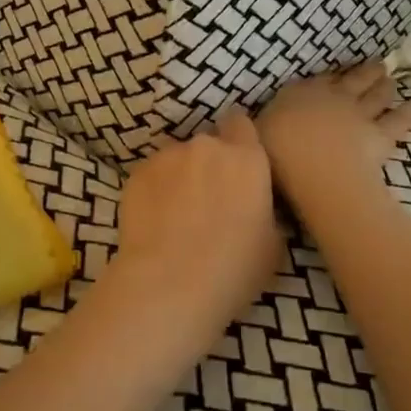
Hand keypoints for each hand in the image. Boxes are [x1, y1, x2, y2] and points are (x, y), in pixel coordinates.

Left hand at [116, 109, 282, 318]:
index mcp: (247, 159)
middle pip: (209, 143)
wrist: (168, 286)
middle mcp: (208, 147)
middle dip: (209, 164)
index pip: (242, 125)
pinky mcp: (137, 172)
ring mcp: (168, 156)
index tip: (238, 164)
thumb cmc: (232, 271)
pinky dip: (155, 189)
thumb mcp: (272, 245)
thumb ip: (264, 210)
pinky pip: (152, 174)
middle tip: (208, 199)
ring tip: (176, 213)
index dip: (239, 140)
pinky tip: (154, 220)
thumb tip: (253, 207)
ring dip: (180, 176)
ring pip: (177, 158)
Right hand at [256, 63, 410, 199]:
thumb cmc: (277, 152)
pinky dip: (409, 112)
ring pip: (376, 95)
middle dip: (363, 73)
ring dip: (384, 86)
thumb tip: (237, 119)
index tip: (335, 75)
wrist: (316, 168)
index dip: (328, 78)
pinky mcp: (380, 135)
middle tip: (376, 65)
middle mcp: (332, 97)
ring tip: (391, 78)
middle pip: (352, 80)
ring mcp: (359, 114)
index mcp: (300, 94)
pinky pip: (398, 121)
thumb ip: (253, 125)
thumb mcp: (254, 135)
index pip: (316, 81)